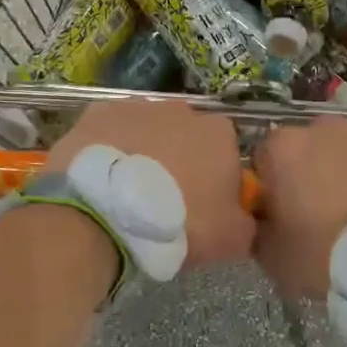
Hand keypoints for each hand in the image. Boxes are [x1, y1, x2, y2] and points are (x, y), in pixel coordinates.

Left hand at [46, 99, 254, 267]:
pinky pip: (112, 133)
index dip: (216, 182)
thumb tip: (246, 218)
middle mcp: (183, 110)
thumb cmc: (177, 223)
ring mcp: (138, 107)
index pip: (227, 154)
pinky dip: (110, 150)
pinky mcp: (98, 112)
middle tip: (163, 203)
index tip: (202, 208)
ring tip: (127, 194)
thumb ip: (247, 223)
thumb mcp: (231, 239)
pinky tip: (101, 179)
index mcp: (220, 134)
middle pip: (187, 139)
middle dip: (179, 163)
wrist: (104, 213)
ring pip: (148, 133)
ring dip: (144, 155)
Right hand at [254, 118, 346, 297]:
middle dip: (314, 169)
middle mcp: (324, 127)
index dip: (274, 185)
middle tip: (326, 210)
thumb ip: (260, 225)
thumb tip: (265, 216)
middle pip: (311, 145)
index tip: (285, 211)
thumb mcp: (272, 255)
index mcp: (284, 149)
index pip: (266, 159)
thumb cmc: (325, 259)